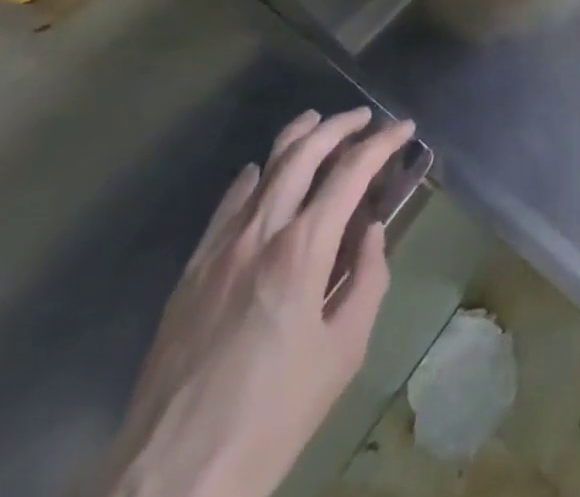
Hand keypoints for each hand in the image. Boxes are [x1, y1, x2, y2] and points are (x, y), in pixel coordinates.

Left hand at [97, 108, 415, 496]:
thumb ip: (366, 280)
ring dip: (295, 139)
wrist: (174, 478)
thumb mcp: (343, 352)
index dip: (382, 143)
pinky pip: (225, 207)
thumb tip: (370, 232)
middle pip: (303, 155)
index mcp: (302, 250)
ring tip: (317, 122)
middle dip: (338, 127)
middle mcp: (260, 234)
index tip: (404, 128)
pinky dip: (250, 179)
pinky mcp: (190, 273)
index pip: (351, 172)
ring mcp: (219, 250)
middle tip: (364, 118)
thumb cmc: (273, 416)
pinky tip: (260, 173)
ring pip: (262, 171)